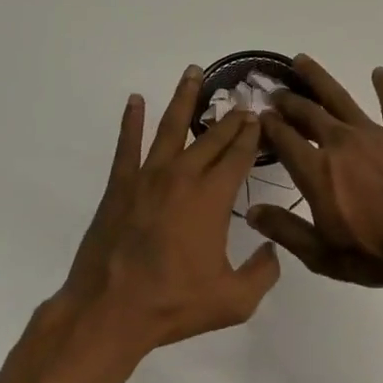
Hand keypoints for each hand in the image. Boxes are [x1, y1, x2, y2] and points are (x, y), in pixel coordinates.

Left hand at [48, 67, 281, 354]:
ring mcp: (148, 178)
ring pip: (171, 128)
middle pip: (212, 137)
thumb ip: (263, 273)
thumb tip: (272, 249)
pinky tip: (135, 100)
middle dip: (230, 117)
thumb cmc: (174, 304)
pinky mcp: (120, 186)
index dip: (253, 135)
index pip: (239, 156)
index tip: (261, 117)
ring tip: (193, 72)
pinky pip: (127, 144)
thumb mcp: (234, 300)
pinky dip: (131, 120)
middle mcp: (183, 177)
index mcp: (213, 198)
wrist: (110, 310)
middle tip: (242, 99)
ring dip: (184, 99)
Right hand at [247, 56, 382, 288]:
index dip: (268, 125)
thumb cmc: (377, 253)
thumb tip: (252, 212)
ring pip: (340, 98)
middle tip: (275, 91)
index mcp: (316, 171)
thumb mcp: (322, 254)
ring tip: (302, 61)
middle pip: (308, 113)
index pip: (284, 139)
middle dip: (287, 100)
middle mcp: (340, 144)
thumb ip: (286, 230)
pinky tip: (378, 72)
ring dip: (319, 78)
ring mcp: (374, 135)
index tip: (258, 116)